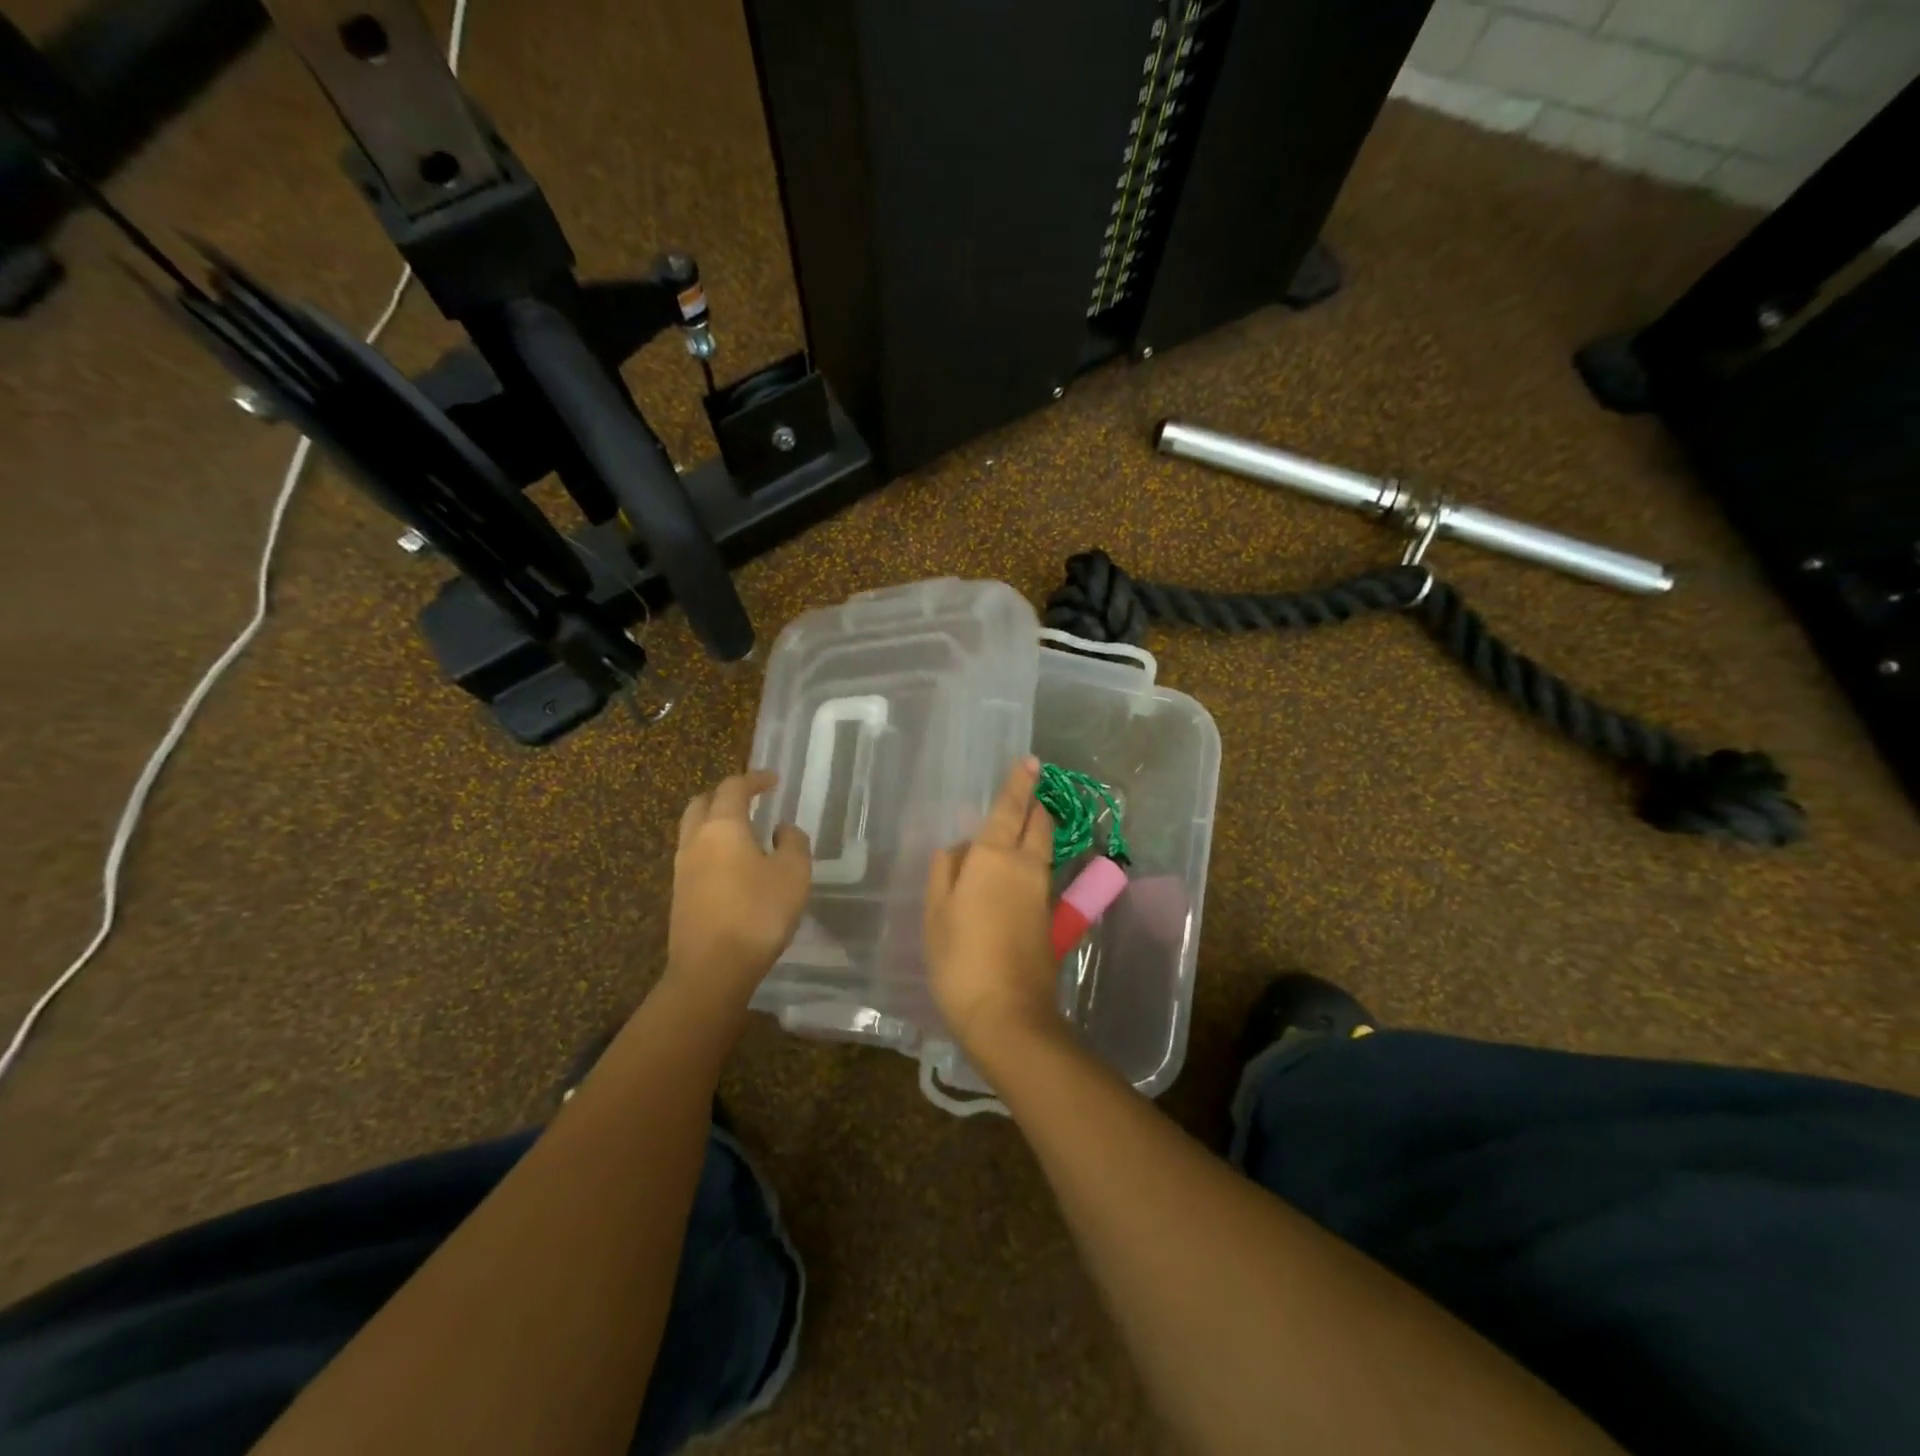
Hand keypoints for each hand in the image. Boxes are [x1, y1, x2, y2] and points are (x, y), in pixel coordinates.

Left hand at [666, 771, 811, 1009]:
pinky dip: (712, 848)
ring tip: (743, 833)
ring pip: (693, 830)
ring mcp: (682, 869)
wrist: (711, 969)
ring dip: (715, 823)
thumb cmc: (757, 913)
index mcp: (722, 826)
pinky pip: (694, 857)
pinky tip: (733, 867)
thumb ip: (792, 843)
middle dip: (725, 796)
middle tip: (750, 801)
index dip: (754, 779)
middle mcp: (695, 840)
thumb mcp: (793, 874)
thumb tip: (781, 828)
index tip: (773, 781)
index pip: (733, 788)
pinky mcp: (680, 895)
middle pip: (702, 803)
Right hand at [925, 756, 1063, 1056]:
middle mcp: (1026, 867)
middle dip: (1035, 805)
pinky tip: (1012, 875)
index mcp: (994, 857)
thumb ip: (945, 872)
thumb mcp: (937, 913)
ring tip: (1015, 830)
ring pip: (1043, 850)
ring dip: (1035, 833)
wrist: (1008, 1014)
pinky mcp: (1050, 919)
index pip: (1011, 808)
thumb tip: (958, 848)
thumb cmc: (960, 959)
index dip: (1020, 783)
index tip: (1031, 761)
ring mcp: (1043, 894)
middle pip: (1039, 824)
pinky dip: (1032, 862)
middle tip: (1025, 793)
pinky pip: (1041, 875)